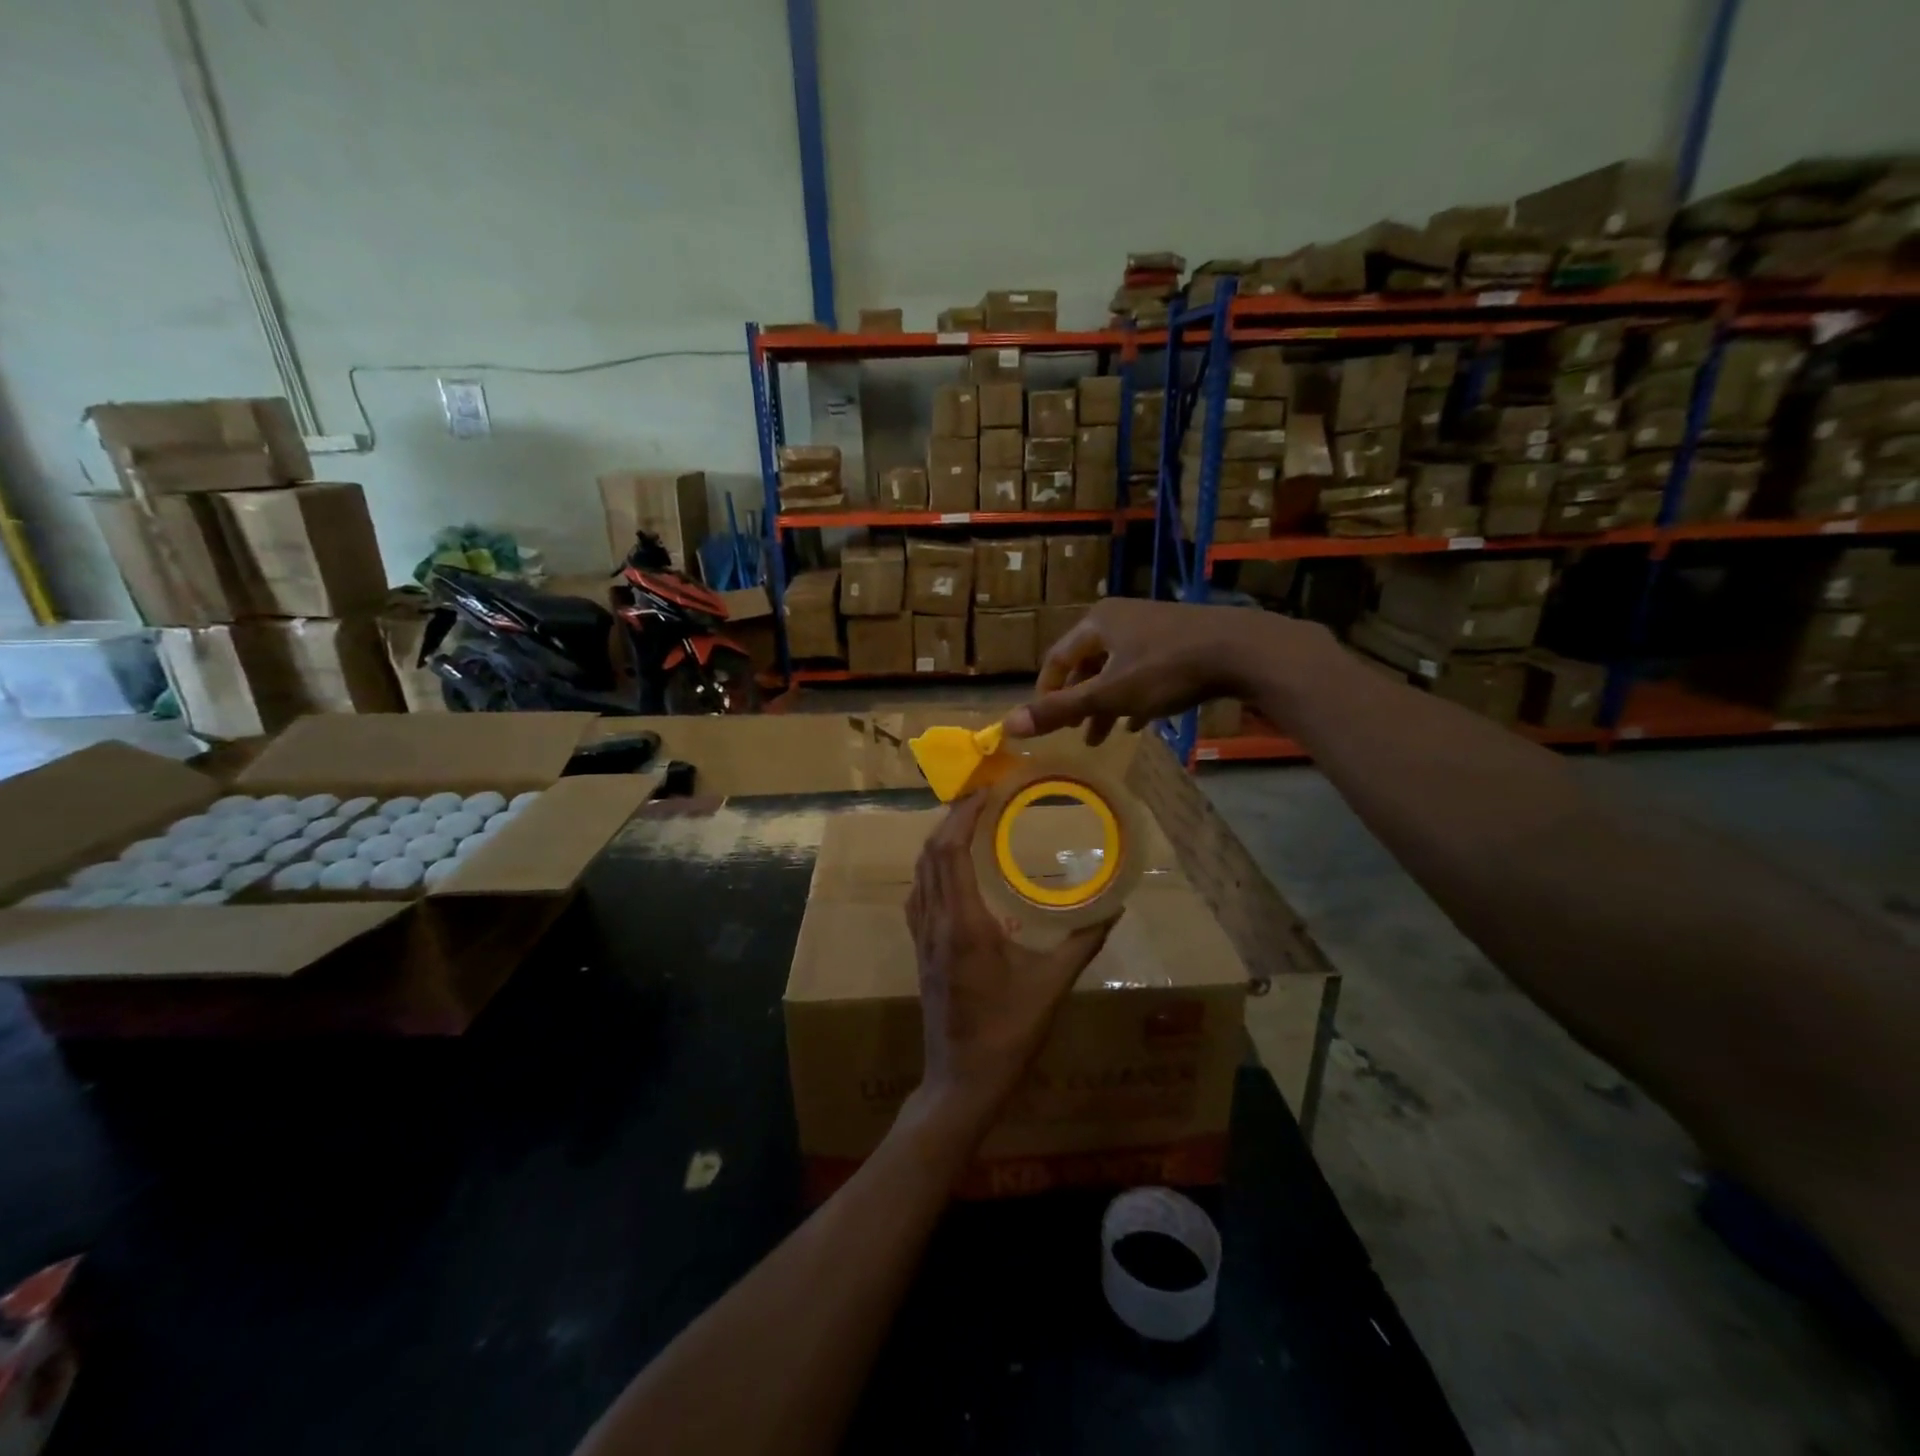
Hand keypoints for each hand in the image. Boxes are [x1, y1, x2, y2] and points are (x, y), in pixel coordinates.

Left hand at [905, 795, 1114, 1118]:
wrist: (961, 1080)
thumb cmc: (1008, 1034)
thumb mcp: (1052, 987)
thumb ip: (1083, 944)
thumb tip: (1114, 909)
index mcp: (964, 924)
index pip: (951, 852)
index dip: (963, 816)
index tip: (985, 792)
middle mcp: (936, 922)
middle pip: (931, 854)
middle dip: (951, 819)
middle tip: (981, 799)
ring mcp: (921, 937)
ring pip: (920, 873)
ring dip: (938, 841)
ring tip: (967, 824)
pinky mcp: (919, 950)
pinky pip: (918, 895)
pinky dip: (932, 869)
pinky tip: (952, 872)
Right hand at [1004, 598, 1320, 744]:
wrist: (1242, 649)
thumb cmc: (1166, 670)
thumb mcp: (1109, 695)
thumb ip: (1060, 711)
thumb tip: (1009, 725)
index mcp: (1097, 622)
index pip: (1057, 658)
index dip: (1047, 692)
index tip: (1046, 722)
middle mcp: (1120, 617)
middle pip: (1087, 664)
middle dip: (1080, 702)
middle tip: (1076, 734)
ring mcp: (1152, 626)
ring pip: (1116, 669)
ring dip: (1107, 703)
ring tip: (1105, 736)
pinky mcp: (1179, 638)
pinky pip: (1144, 669)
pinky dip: (1135, 695)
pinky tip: (1141, 721)